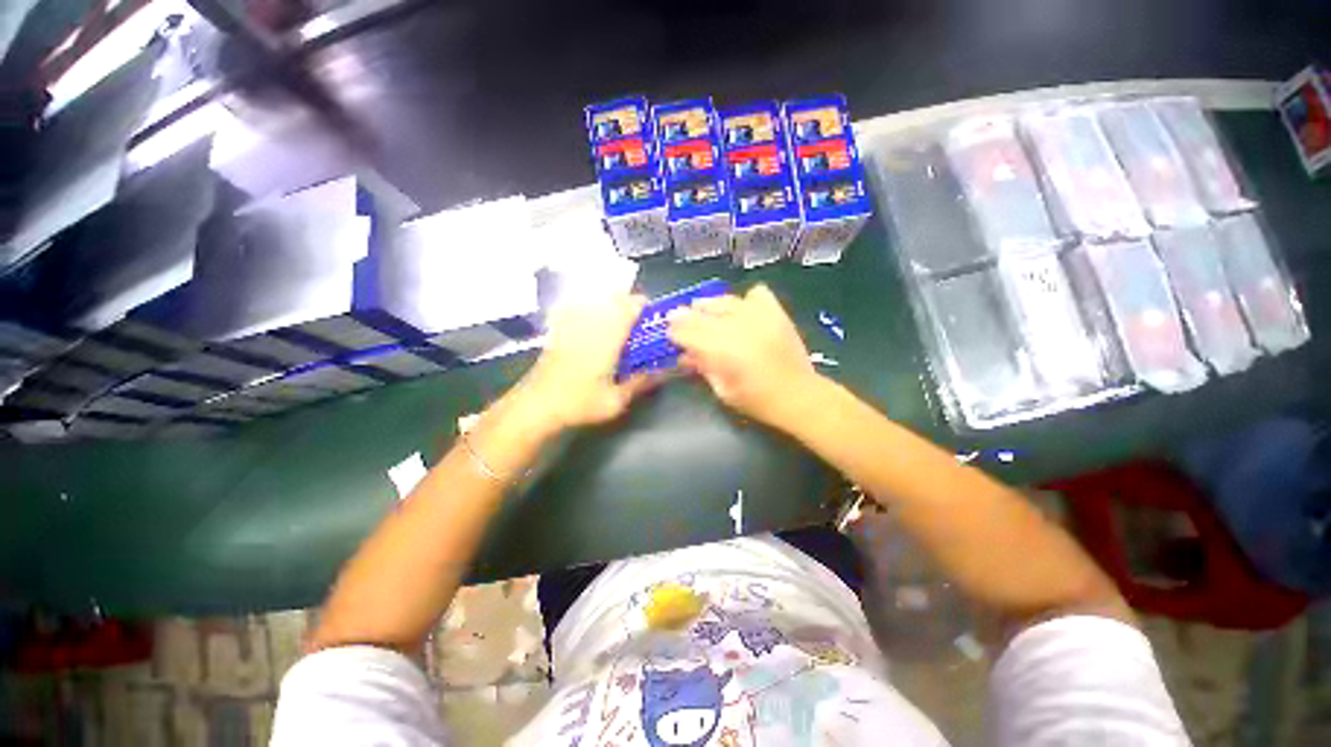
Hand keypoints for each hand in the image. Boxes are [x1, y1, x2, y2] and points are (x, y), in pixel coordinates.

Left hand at [517, 294, 654, 429]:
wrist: (537, 405)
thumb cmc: (580, 403)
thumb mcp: (617, 400)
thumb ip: (641, 382)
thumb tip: (662, 372)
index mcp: (607, 337)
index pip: (630, 306)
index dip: (644, 307)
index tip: (651, 317)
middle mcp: (590, 323)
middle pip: (613, 297)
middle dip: (628, 303)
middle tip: (637, 321)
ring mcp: (572, 324)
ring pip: (595, 300)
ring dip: (610, 304)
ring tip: (618, 322)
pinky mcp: (559, 329)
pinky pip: (577, 308)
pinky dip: (589, 309)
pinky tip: (592, 323)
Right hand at [668, 284, 820, 426]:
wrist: (799, 395)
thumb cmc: (757, 400)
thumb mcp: (722, 390)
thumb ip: (703, 368)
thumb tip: (684, 355)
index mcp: (721, 350)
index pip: (688, 332)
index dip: (675, 331)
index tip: (668, 332)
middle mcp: (737, 327)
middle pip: (703, 313)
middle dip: (686, 315)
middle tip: (679, 317)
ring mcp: (758, 316)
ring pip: (725, 300)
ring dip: (710, 304)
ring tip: (704, 308)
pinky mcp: (776, 312)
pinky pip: (756, 293)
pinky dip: (745, 299)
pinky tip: (742, 310)